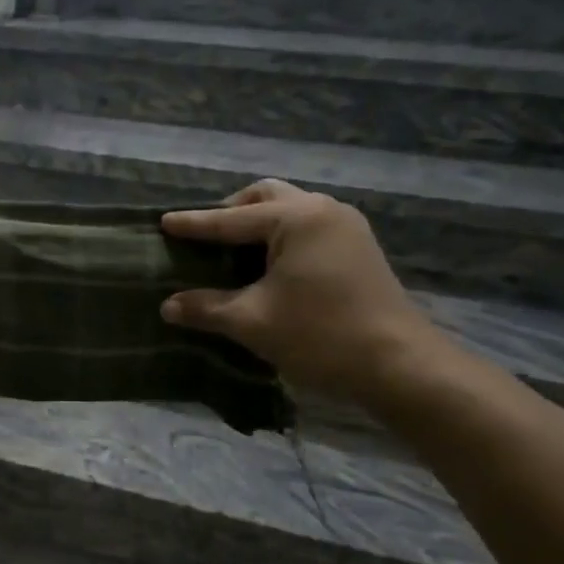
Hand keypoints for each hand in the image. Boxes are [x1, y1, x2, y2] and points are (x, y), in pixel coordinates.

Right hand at [160, 180, 443, 405]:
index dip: (194, 224)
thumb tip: (168, 306)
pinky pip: (306, 228)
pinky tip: (265, 265)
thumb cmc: (320, 335)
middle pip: (264, 197)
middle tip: (203, 236)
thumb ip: (206, 308)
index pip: (231, 219)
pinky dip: (278, 236)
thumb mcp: (251, 322)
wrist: (400, 366)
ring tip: (230, 250)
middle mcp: (323, 210)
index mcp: (297, 218)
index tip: (163, 222)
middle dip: (230, 212)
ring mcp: (346, 227)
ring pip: (289, 209)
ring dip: (256, 223)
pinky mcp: (357, 248)